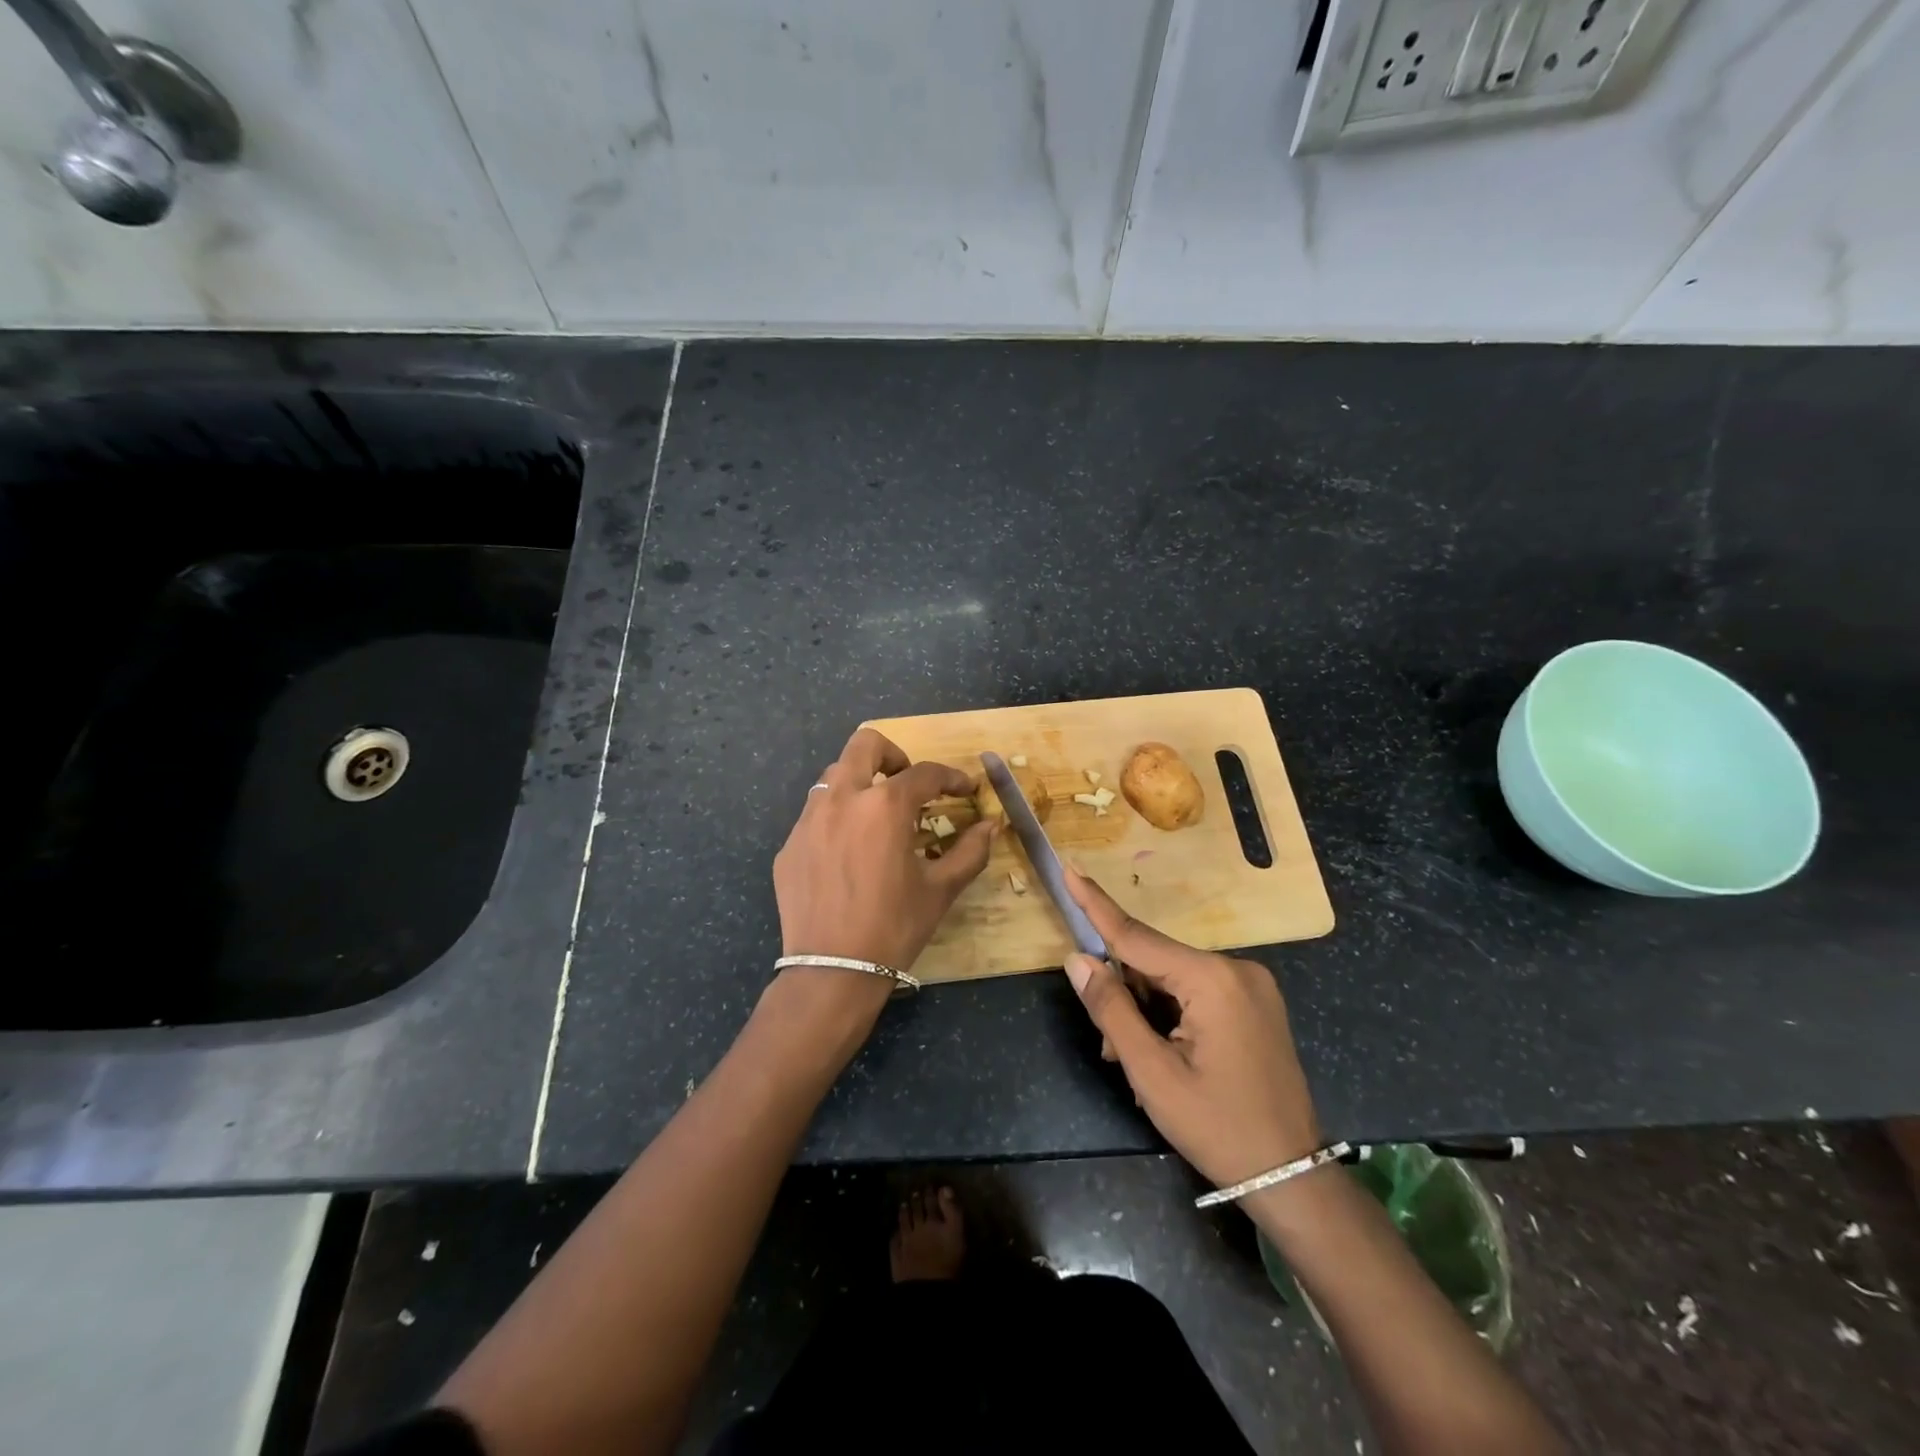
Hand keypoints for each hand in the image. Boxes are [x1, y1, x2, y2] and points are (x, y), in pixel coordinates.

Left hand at [768, 728, 995, 1031]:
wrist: (832, 971)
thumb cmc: (894, 927)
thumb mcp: (940, 889)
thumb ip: (971, 850)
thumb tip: (991, 826)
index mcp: (884, 807)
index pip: (924, 773)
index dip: (952, 777)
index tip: (965, 789)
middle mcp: (842, 800)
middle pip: (865, 745)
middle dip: (894, 756)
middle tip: (909, 785)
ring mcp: (808, 821)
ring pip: (833, 776)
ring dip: (861, 784)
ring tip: (876, 818)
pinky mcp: (789, 845)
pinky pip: (815, 814)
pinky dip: (837, 818)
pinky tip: (848, 853)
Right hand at [1061, 864, 1321, 1190]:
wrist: (1292, 1178)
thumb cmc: (1217, 1127)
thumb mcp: (1152, 1073)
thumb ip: (1111, 1009)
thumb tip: (1077, 959)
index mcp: (1212, 980)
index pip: (1138, 936)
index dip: (1096, 906)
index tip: (1069, 870)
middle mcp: (1236, 969)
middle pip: (1154, 961)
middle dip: (1124, 994)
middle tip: (1110, 1047)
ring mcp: (1251, 985)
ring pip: (1173, 978)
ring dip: (1145, 1010)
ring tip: (1137, 1063)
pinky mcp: (1256, 1003)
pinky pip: (1196, 991)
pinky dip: (1170, 1013)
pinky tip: (1164, 1053)